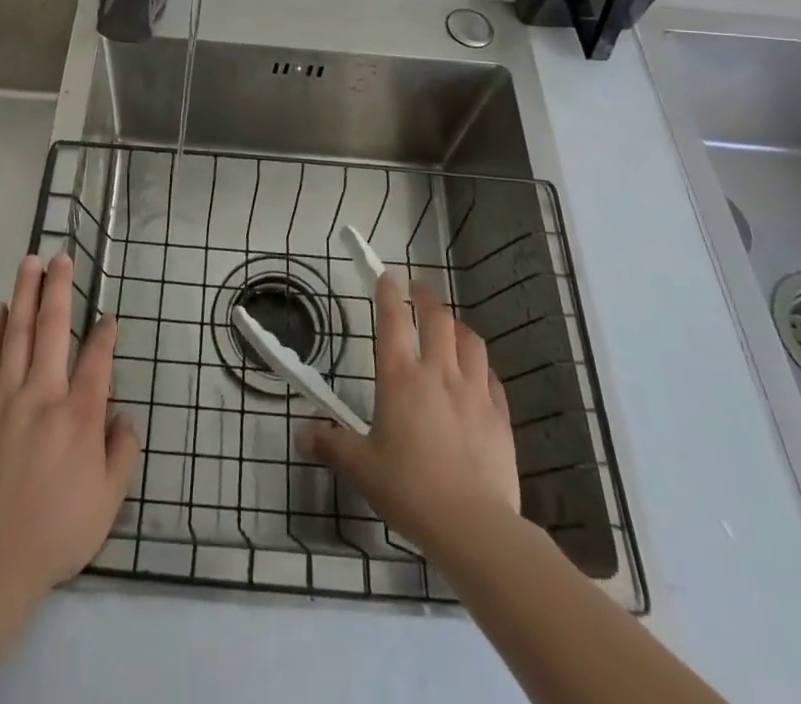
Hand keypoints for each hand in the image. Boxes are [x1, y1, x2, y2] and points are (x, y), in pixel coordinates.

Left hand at [0, 253, 139, 596]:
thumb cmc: (55, 532)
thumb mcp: (108, 501)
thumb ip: (122, 453)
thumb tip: (123, 416)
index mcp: (80, 415)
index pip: (98, 358)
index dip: (105, 334)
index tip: (108, 318)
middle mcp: (44, 394)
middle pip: (52, 327)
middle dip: (59, 288)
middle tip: (60, 256)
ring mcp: (5, 397)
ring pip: (16, 332)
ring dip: (24, 293)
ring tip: (30, 262)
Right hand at [302, 274, 521, 561]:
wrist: (473, 525)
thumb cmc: (409, 490)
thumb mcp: (361, 468)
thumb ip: (331, 444)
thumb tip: (300, 432)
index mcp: (400, 377)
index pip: (392, 319)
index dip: (387, 292)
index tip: (385, 276)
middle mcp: (438, 373)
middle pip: (436, 319)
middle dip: (426, 297)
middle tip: (418, 289)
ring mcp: (474, 392)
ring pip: (470, 341)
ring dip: (457, 326)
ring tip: (450, 326)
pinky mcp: (499, 416)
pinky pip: (491, 378)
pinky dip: (481, 367)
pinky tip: (478, 374)